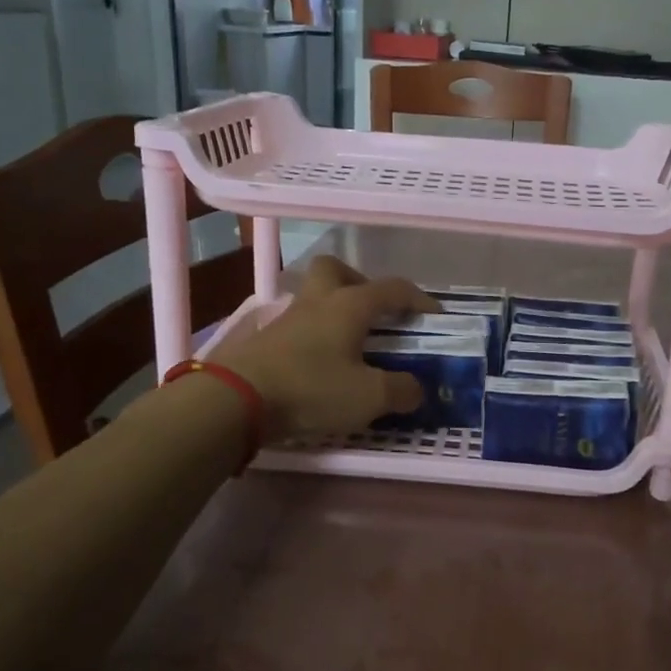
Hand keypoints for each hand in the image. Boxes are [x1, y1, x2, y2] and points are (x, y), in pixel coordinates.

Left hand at [211, 257, 437, 440]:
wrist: (236, 400)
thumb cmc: (312, 388)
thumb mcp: (369, 397)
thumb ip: (401, 390)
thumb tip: (417, 389)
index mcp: (349, 305)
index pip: (392, 288)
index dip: (418, 299)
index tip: (434, 316)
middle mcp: (318, 302)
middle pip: (335, 270)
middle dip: (359, 283)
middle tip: (373, 313)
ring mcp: (286, 319)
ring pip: (314, 298)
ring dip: (334, 312)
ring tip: (350, 345)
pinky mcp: (265, 341)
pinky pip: (298, 327)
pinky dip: (314, 338)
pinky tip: (321, 365)